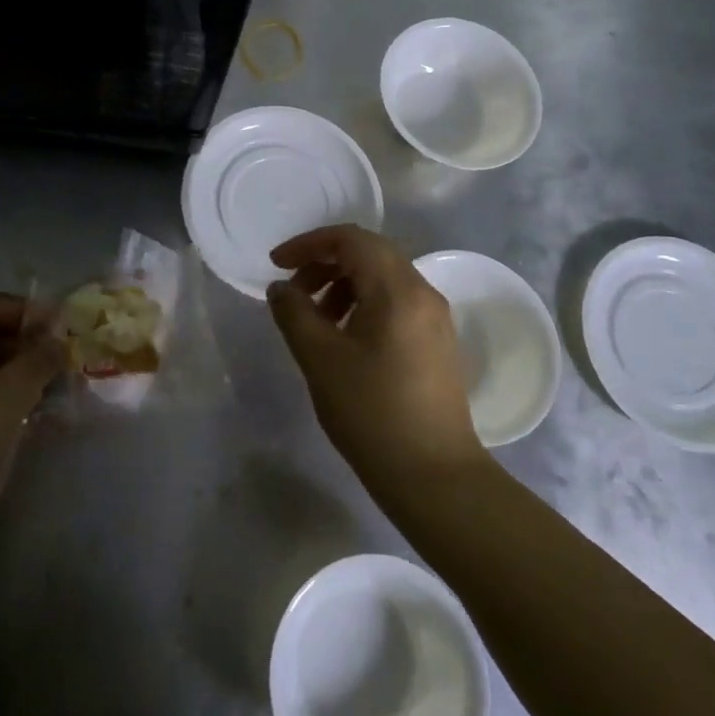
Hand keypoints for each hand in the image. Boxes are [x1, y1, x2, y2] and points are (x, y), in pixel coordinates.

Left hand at [0, 293, 63, 543]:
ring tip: (56, 385)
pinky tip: (35, 416)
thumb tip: (57, 340)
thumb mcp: (7, 398)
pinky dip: (2, 402)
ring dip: (16, 374)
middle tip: (61, 356)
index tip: (56, 325)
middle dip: (21, 342)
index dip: (17, 308)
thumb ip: (37, 360)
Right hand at [267, 226, 485, 492]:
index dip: (309, 244)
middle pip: (370, 253)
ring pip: (384, 278)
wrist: (435, 476)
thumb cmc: (372, 412)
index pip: (351, 239)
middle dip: (325, 263)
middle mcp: (423, 293)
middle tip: (294, 291)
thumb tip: (281, 288)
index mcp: (397, 289)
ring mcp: (435, 318)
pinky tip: (344, 338)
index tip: (277, 264)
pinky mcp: (437, 343)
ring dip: (344, 284)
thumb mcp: (319, 359)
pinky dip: (364, 304)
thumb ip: (294, 313)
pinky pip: (396, 303)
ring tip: (316, 319)